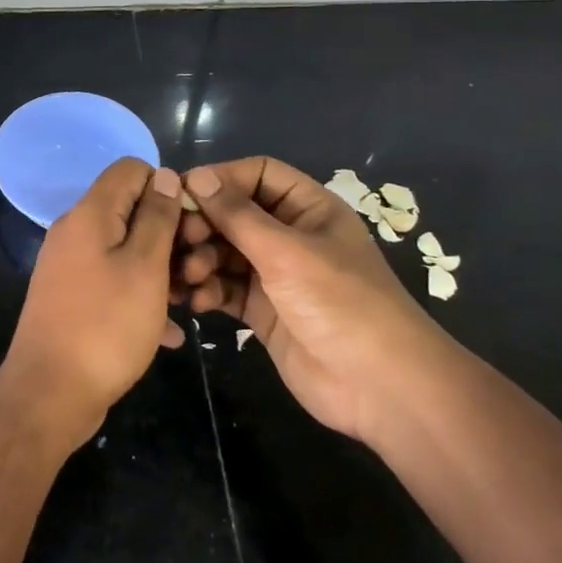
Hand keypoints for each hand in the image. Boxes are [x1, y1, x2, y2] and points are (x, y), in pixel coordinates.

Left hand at [0, 159, 186, 448]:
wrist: (49, 395)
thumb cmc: (105, 326)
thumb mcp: (145, 268)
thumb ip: (157, 217)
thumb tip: (163, 174)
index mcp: (90, 213)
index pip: (132, 169)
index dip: (167, 188)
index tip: (192, 224)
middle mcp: (76, 231)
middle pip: (131, 210)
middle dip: (170, 235)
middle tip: (195, 271)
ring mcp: (72, 266)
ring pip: (128, 250)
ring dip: (162, 271)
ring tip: (189, 303)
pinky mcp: (74, 297)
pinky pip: (116, 283)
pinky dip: (143, 298)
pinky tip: (170, 333)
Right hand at [175, 158, 449, 443]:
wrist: (381, 388)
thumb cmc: (340, 303)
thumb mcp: (287, 252)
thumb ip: (237, 214)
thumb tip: (196, 175)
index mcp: (307, 208)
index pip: (258, 174)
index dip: (221, 178)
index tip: (183, 193)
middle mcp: (290, 235)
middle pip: (234, 213)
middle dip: (204, 224)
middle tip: (180, 239)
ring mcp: (276, 274)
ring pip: (224, 251)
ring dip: (200, 259)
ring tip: (189, 275)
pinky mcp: (263, 310)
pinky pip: (226, 288)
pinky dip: (208, 290)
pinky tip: (196, 301)